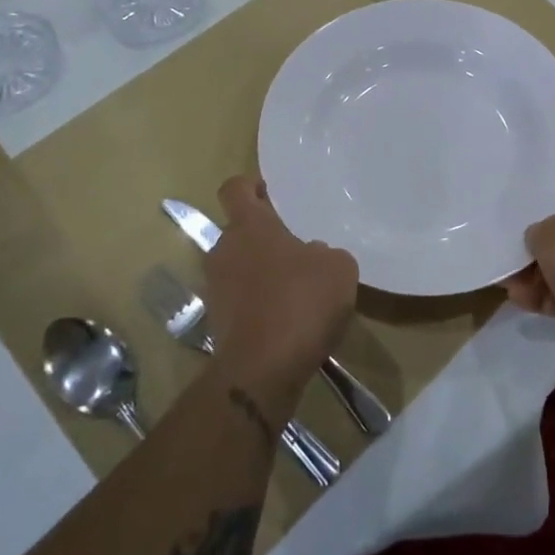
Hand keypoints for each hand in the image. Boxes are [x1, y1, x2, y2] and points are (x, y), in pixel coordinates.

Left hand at [203, 175, 357, 395]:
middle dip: (264, 235)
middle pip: (239, 230)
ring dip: (261, 270)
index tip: (270, 192)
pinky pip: (240, 298)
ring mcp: (215, 287)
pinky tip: (288, 316)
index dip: (251, 185)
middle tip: (297, 246)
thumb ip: (326, 252)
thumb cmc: (301, 302)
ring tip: (296, 285)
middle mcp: (224, 250)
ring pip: (239, 265)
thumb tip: (312, 255)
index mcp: (249, 226)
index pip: (235, 188)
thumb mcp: (339, 268)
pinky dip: (259, 301)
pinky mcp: (218, 322)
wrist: (262, 370)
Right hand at [506, 189, 554, 365]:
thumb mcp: (553, 235)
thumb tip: (538, 238)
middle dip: (538, 251)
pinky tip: (523, 302)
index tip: (524, 218)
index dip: (550, 207)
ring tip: (509, 286)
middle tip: (511, 257)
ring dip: (537, 278)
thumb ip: (539, 230)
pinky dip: (548, 299)